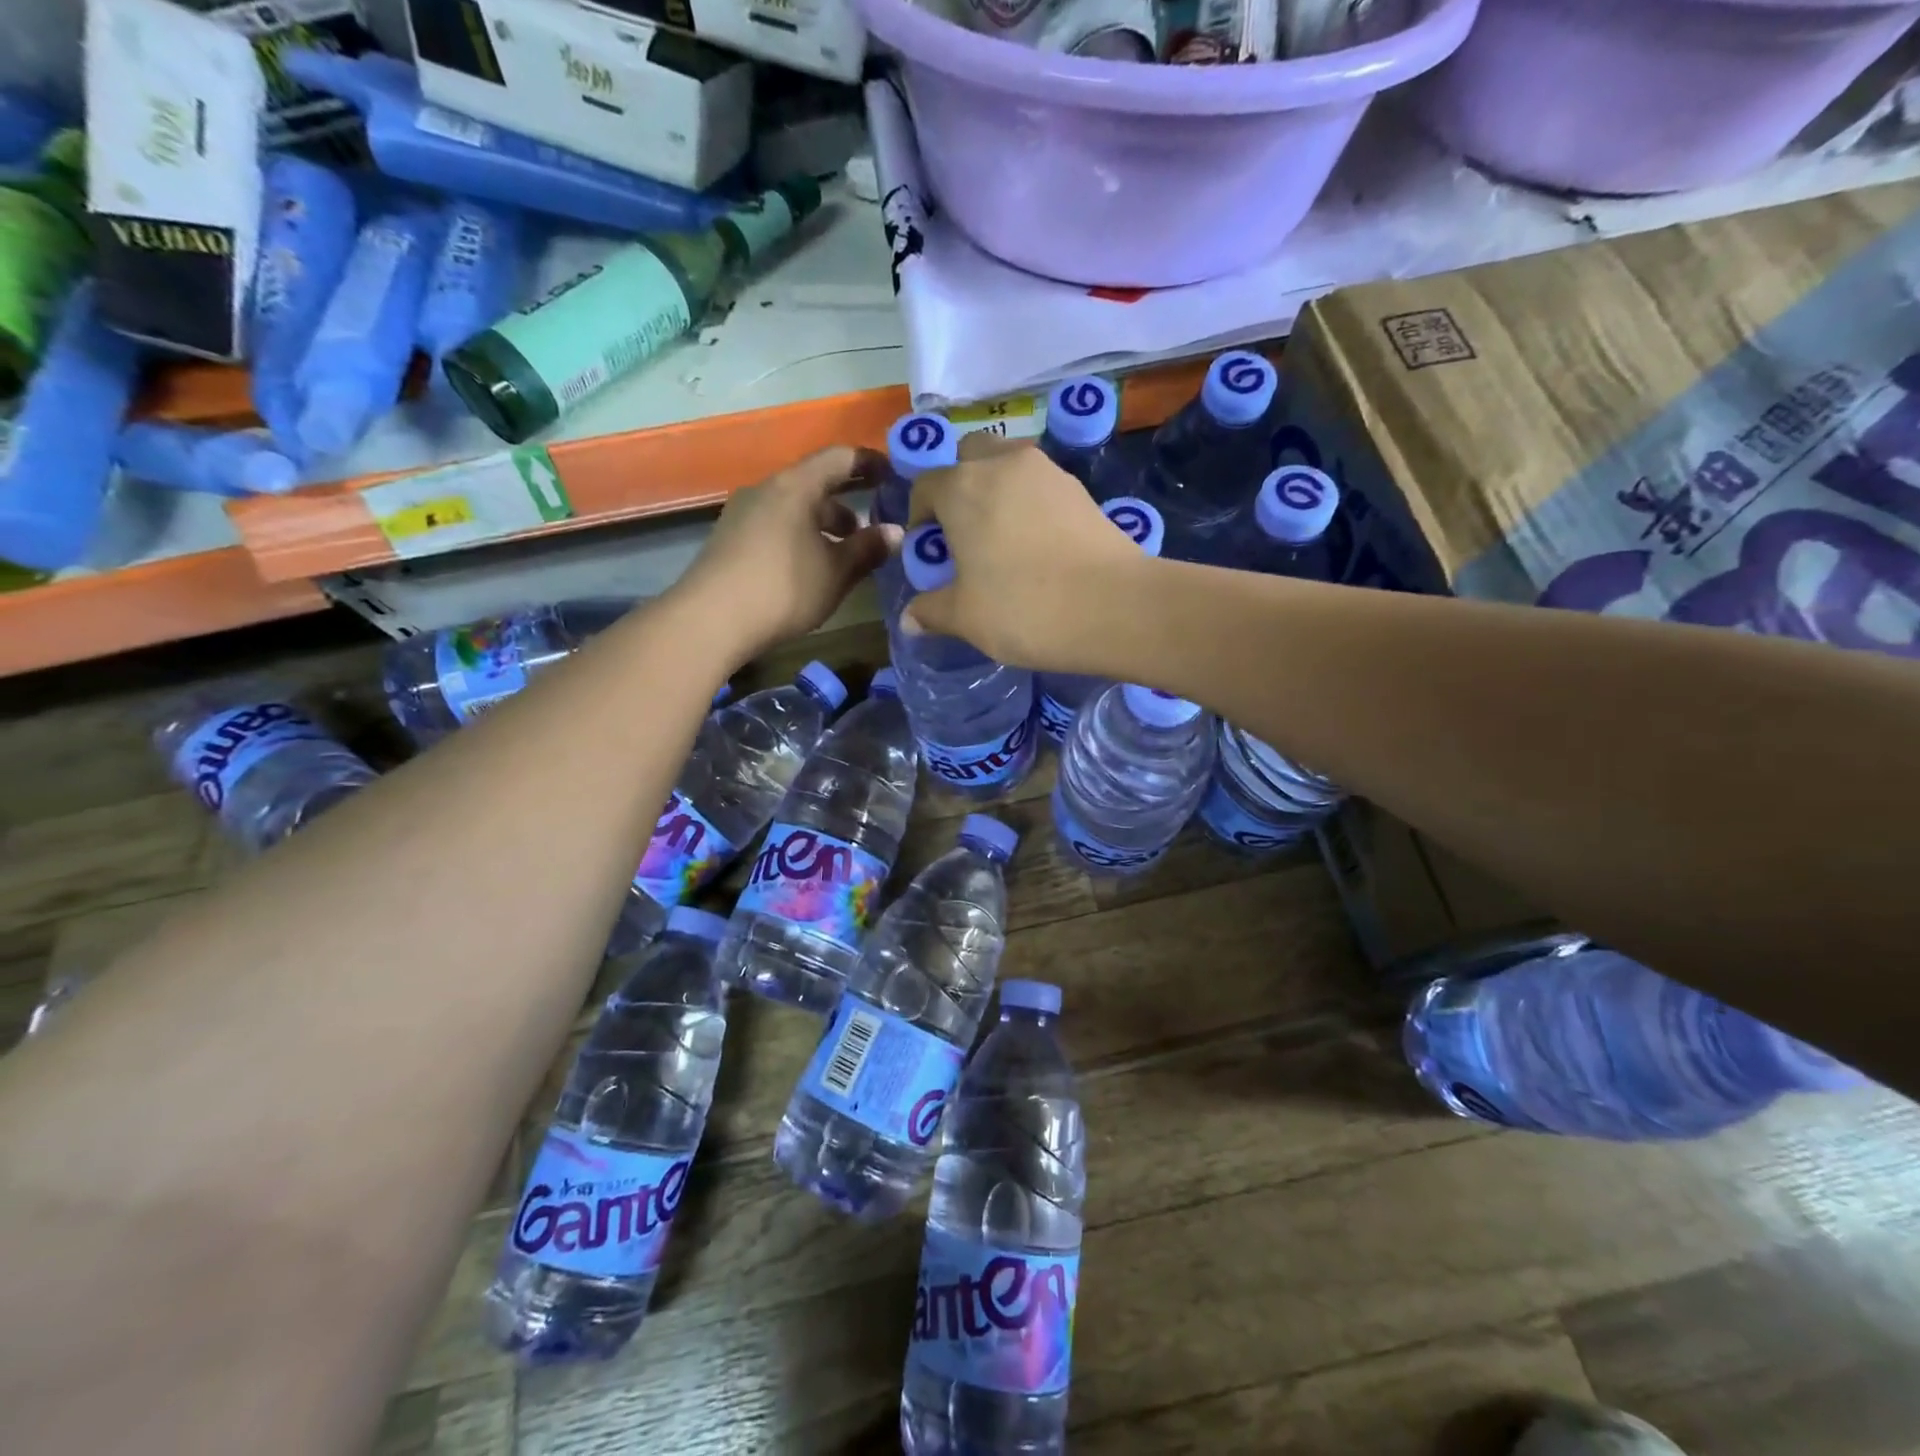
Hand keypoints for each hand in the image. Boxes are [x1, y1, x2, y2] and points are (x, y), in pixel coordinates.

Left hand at [675, 447, 896, 661]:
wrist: (710, 620)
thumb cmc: (784, 588)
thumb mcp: (836, 572)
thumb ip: (868, 549)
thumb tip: (895, 532)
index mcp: (796, 486)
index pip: (839, 458)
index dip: (869, 463)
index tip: (893, 475)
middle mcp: (767, 489)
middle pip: (814, 484)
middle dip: (847, 503)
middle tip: (874, 526)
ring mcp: (743, 514)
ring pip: (794, 509)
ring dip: (823, 525)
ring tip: (845, 554)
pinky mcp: (730, 540)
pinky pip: (776, 526)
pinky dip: (801, 537)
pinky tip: (812, 568)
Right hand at [904, 433, 1147, 669]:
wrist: (1114, 607)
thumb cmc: (1024, 608)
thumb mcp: (966, 617)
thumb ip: (932, 611)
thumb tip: (910, 619)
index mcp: (962, 488)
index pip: (925, 486)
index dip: (918, 516)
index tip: (927, 549)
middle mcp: (1003, 465)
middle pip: (969, 455)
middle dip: (959, 483)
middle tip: (963, 530)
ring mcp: (1047, 472)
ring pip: (1009, 463)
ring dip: (997, 487)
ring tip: (1001, 535)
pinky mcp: (1081, 489)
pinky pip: (1040, 484)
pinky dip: (1030, 502)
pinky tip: (1037, 543)